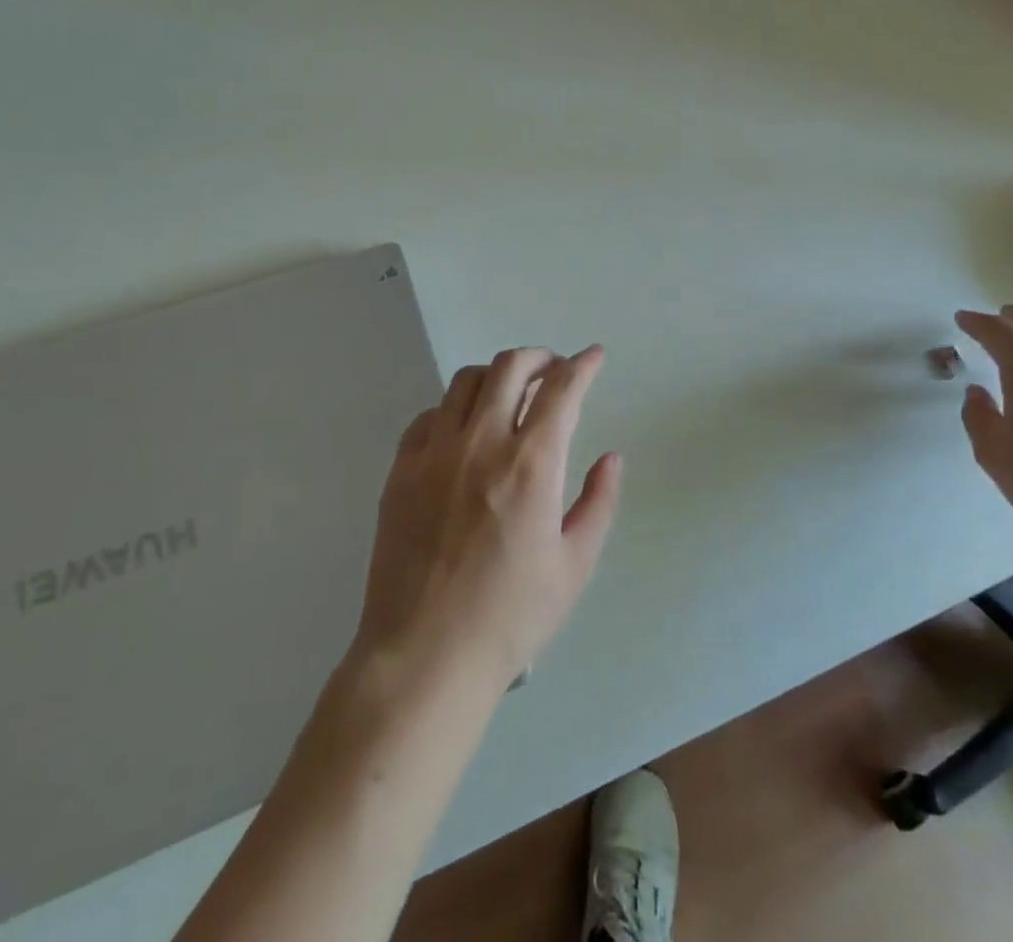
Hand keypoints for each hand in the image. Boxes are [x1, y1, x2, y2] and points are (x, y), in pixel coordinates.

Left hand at [353, 346, 622, 693]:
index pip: (562, 390)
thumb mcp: (574, 566)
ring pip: (466, 381)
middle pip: (510, 367)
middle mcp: (482, 443)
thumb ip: (598, 502)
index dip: (583, 365)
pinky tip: (464, 431)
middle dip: (540, 358)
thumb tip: (611, 457)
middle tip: (554, 371)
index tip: (594, 356)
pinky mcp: (401, 470)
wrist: (425, 656)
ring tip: (511, 394)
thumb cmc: (510, 617)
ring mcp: (435, 453)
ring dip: (497, 375)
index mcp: (530, 465)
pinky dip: (454, 409)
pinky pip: (429, 416)